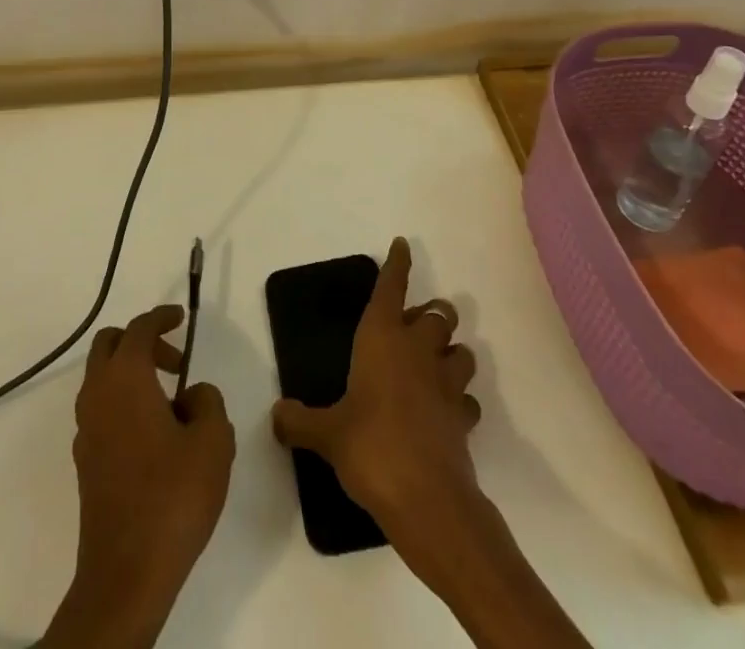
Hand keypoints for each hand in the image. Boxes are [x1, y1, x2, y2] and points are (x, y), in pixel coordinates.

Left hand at [42, 305, 234, 648]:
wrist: (126, 572)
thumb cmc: (172, 496)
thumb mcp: (212, 441)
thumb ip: (207, 402)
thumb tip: (191, 394)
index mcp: (126, 377)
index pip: (140, 328)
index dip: (161, 317)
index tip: (181, 317)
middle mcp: (98, 393)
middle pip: (110, 344)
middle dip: (141, 342)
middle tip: (174, 362)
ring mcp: (86, 427)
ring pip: (102, 377)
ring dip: (132, 373)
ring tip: (171, 402)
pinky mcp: (84, 459)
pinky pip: (101, 408)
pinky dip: (123, 402)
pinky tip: (152, 434)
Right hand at [273, 240, 586, 647]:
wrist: (427, 500)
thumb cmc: (371, 447)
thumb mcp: (326, 434)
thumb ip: (299, 421)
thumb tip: (277, 415)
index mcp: (382, 338)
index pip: (391, 288)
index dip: (398, 264)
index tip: (403, 245)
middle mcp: (417, 351)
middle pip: (439, 314)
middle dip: (432, 313)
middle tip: (416, 325)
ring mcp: (445, 384)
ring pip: (462, 351)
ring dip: (452, 352)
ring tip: (437, 363)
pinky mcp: (463, 419)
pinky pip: (467, 398)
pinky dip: (460, 399)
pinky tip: (447, 411)